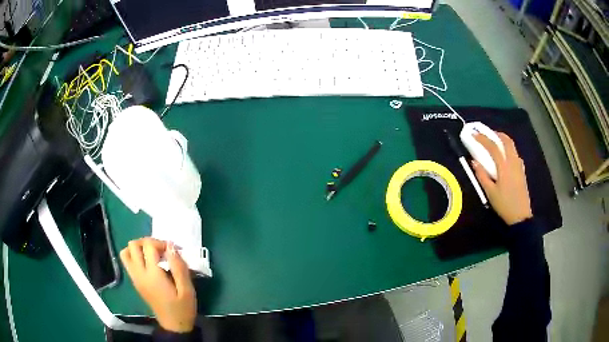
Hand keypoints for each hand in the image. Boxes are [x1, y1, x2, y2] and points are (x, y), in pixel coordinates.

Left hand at [120, 238, 196, 332]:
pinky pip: (127, 261)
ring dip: (138, 248)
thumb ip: (179, 267)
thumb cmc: (183, 308)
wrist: (174, 325)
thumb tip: (171, 246)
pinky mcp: (135, 282)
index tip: (174, 251)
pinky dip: (135, 256)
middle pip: (133, 245)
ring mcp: (135, 278)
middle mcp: (139, 274)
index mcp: (152, 275)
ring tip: (152, 254)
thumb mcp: (187, 289)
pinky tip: (149, 263)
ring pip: (126, 252)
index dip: (161, 243)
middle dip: (148, 242)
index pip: (149, 246)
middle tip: (162, 250)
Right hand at [472, 132, 532, 225]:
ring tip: (495, 142)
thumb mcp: (490, 192)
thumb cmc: (504, 204)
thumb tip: (474, 162)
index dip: (483, 138)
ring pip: (512, 146)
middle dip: (496, 134)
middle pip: (506, 140)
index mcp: (504, 166)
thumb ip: (482, 176)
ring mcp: (519, 165)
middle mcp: (513, 162)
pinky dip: (508, 148)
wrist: (520, 215)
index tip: (474, 134)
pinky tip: (504, 156)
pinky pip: (515, 153)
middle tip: (487, 134)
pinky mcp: (521, 170)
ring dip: (503, 140)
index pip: (493, 146)